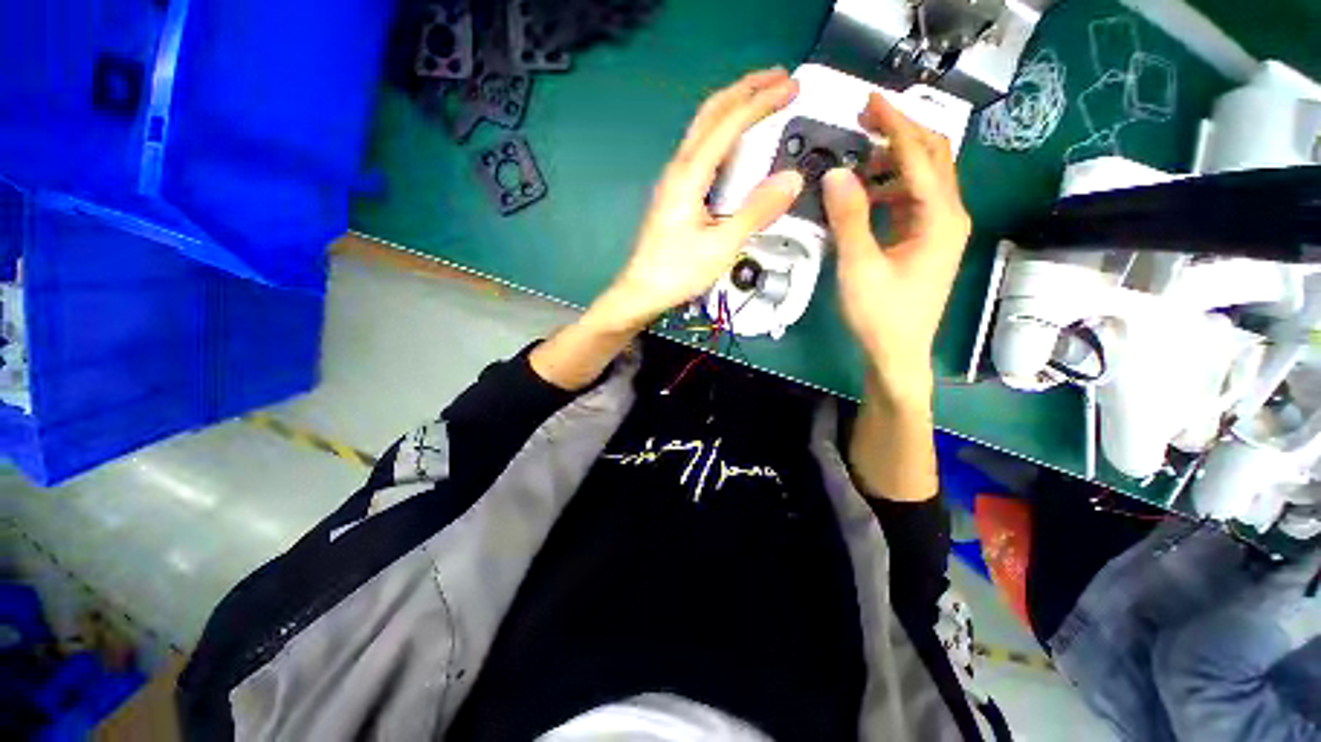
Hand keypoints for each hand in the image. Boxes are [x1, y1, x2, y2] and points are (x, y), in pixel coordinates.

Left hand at [599, 68, 805, 329]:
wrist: (642, 291)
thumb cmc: (676, 272)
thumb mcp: (721, 246)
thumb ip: (755, 212)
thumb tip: (791, 180)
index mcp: (688, 176)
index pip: (728, 123)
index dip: (762, 100)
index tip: (791, 87)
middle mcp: (678, 170)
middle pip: (710, 113)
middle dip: (746, 89)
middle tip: (779, 79)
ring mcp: (674, 181)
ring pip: (704, 129)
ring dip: (734, 108)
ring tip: (762, 101)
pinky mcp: (675, 195)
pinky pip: (702, 152)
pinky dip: (724, 135)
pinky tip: (737, 145)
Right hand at [823, 93, 970, 400]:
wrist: (896, 352)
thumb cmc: (880, 314)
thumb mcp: (859, 265)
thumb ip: (849, 217)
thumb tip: (836, 172)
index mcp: (940, 217)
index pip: (919, 156)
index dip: (895, 125)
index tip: (870, 101)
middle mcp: (948, 216)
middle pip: (931, 158)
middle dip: (900, 134)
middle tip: (864, 120)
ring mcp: (938, 229)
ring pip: (921, 179)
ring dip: (892, 163)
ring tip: (856, 162)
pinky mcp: (925, 242)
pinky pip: (911, 202)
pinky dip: (889, 190)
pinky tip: (864, 198)